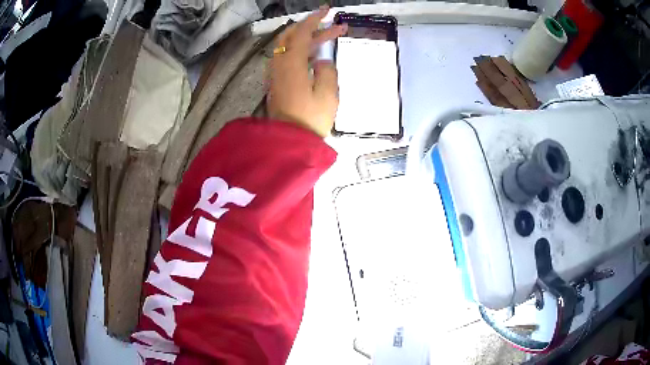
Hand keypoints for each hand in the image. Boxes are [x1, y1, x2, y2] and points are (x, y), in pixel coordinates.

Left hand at [267, 7, 346, 137]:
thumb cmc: (311, 120)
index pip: (301, 33)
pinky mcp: (278, 82)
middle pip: (292, 36)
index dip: (314, 19)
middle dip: (313, 28)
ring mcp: (276, 73)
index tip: (328, 10)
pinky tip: (316, 55)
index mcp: (292, 64)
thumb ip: (327, 71)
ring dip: (309, 40)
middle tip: (333, 26)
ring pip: (290, 47)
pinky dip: (302, 51)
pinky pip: (288, 58)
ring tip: (330, 39)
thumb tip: (322, 61)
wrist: (289, 142)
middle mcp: (280, 64)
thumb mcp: (328, 95)